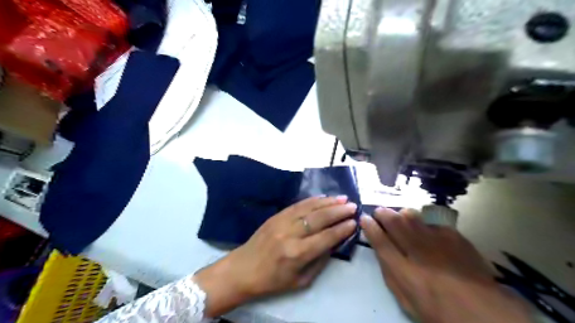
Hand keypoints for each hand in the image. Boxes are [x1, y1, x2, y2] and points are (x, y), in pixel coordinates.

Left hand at [194, 196, 355, 316]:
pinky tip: (323, 197)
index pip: (325, 238)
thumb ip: (320, 261)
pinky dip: (312, 200)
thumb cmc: (273, 280)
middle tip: (353, 206)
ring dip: (328, 202)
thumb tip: (335, 242)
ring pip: (309, 208)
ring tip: (343, 198)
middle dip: (338, 211)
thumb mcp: (301, 281)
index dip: (341, 229)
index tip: (354, 222)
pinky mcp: (275, 216)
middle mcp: (290, 234)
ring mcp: (281, 222)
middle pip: (319, 219)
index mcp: (296, 254)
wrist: (243, 269)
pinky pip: (297, 205)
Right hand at [361, 208, 531, 321]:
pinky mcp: (453, 236)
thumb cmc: (437, 309)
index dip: (369, 227)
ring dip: (401, 214)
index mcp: (403, 270)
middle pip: (394, 222)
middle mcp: (417, 250)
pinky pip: (432, 220)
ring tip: (399, 215)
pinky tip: (424, 227)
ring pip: (412, 216)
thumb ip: (390, 273)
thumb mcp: (405, 298)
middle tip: (378, 211)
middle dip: (382, 213)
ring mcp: (437, 240)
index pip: (380, 241)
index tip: (364, 218)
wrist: (483, 310)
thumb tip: (381, 252)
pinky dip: (423, 221)